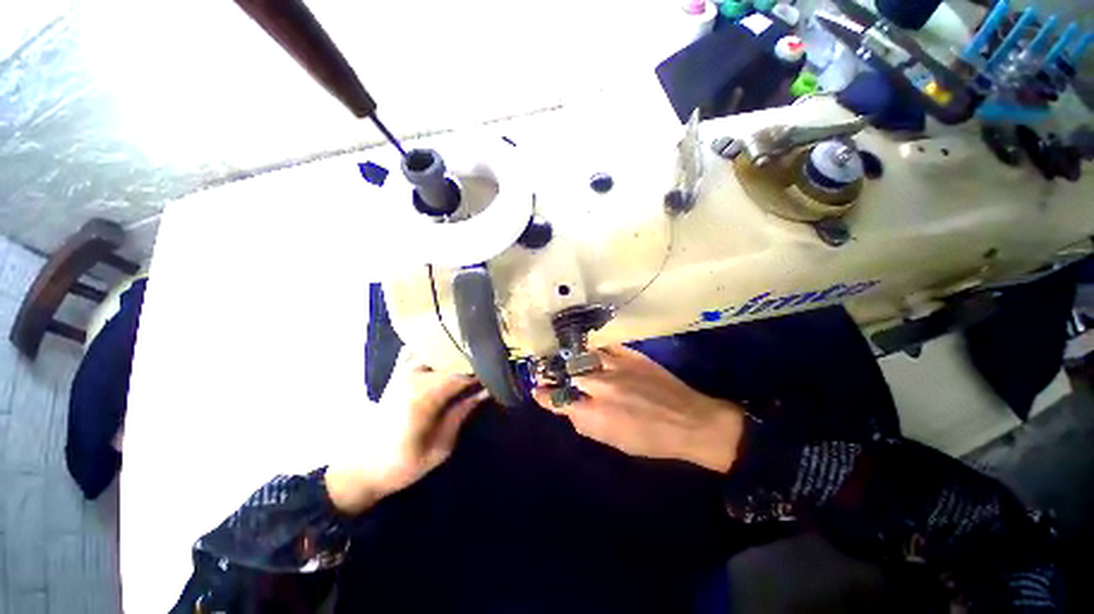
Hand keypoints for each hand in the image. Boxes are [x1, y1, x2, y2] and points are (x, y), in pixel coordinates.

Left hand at [325, 353, 488, 514]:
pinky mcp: (397, 371)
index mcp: (425, 395)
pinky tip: (446, 351)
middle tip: (493, 360)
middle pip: (451, 353)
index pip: (464, 371)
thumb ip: (463, 412)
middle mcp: (414, 374)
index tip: (501, 369)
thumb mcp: (441, 446)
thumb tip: (487, 390)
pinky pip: (417, 348)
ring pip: (435, 344)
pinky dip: (433, 346)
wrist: (361, 467)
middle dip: (474, 355)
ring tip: (474, 353)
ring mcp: (403, 369)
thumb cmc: (403, 463)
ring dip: (455, 348)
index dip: (485, 369)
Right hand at [532, 345, 745, 472]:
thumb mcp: (614, 442)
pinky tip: (592, 349)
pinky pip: (606, 346)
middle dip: (557, 373)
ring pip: (584, 356)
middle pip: (569, 374)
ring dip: (574, 358)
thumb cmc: (651, 440)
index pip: (560, 401)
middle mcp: (601, 387)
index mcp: (596, 415)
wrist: (690, 421)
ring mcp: (616, 367)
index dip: (545, 395)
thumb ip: (588, 424)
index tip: (538, 390)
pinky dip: (596, 348)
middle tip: (551, 370)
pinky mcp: (631, 355)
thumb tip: (572, 410)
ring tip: (569, 357)